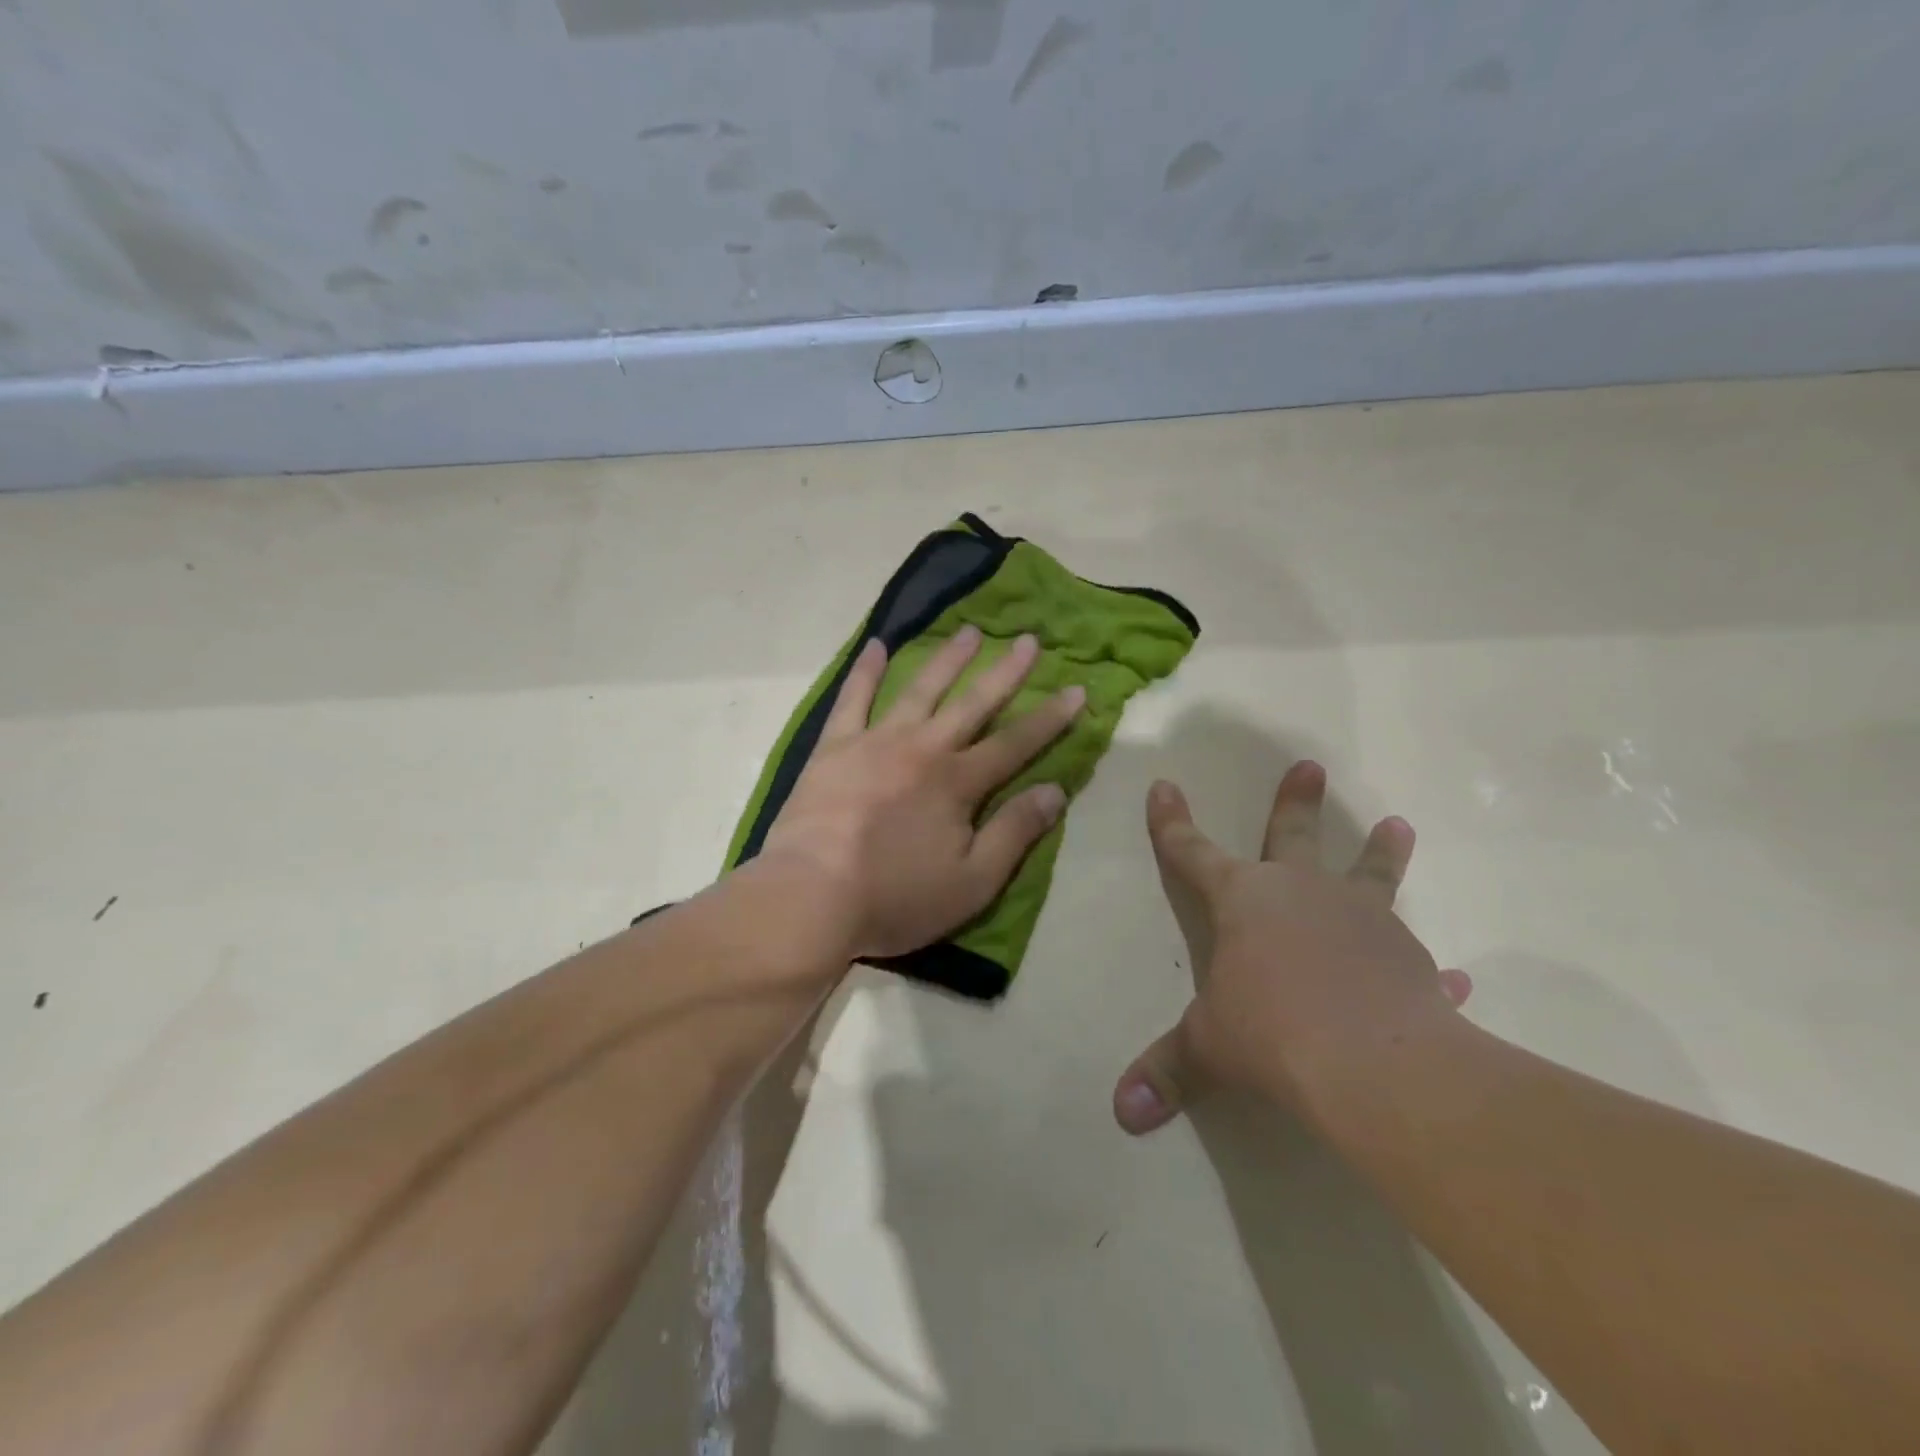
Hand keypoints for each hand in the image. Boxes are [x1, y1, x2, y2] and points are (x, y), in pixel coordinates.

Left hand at [759, 626, 1083, 961]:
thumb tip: (1056, 790)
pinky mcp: (834, 747)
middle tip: (1029, 640)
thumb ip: (1015, 833)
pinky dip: (865, 671)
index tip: (1077, 690)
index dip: (1050, 718)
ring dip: (948, 659)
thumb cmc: (895, 897)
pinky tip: (875, 646)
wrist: (810, 895)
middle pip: (973, 703)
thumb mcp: (972, 882)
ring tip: (969, 632)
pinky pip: (853, 699)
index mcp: (958, 782)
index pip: (1016, 743)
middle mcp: (923, 749)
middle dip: (1005, 672)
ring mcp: (875, 741)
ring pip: (920, 690)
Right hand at [1112, 761, 1472, 1133]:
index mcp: (1243, 900)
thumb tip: (1120, 1113)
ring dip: (1381, 853)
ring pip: (1371, 876)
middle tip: (1311, 766)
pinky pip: (1419, 962)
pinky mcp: (1411, 961)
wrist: (1372, 1063)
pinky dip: (1431, 971)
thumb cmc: (1270, 1033)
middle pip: (1293, 836)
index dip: (1173, 822)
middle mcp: (1302, 894)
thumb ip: (1167, 1072)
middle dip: (1296, 802)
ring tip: (1398, 825)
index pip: (1192, 852)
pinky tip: (1452, 979)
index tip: (1165, 785)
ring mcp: (1363, 921)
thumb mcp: (1207, 1049)